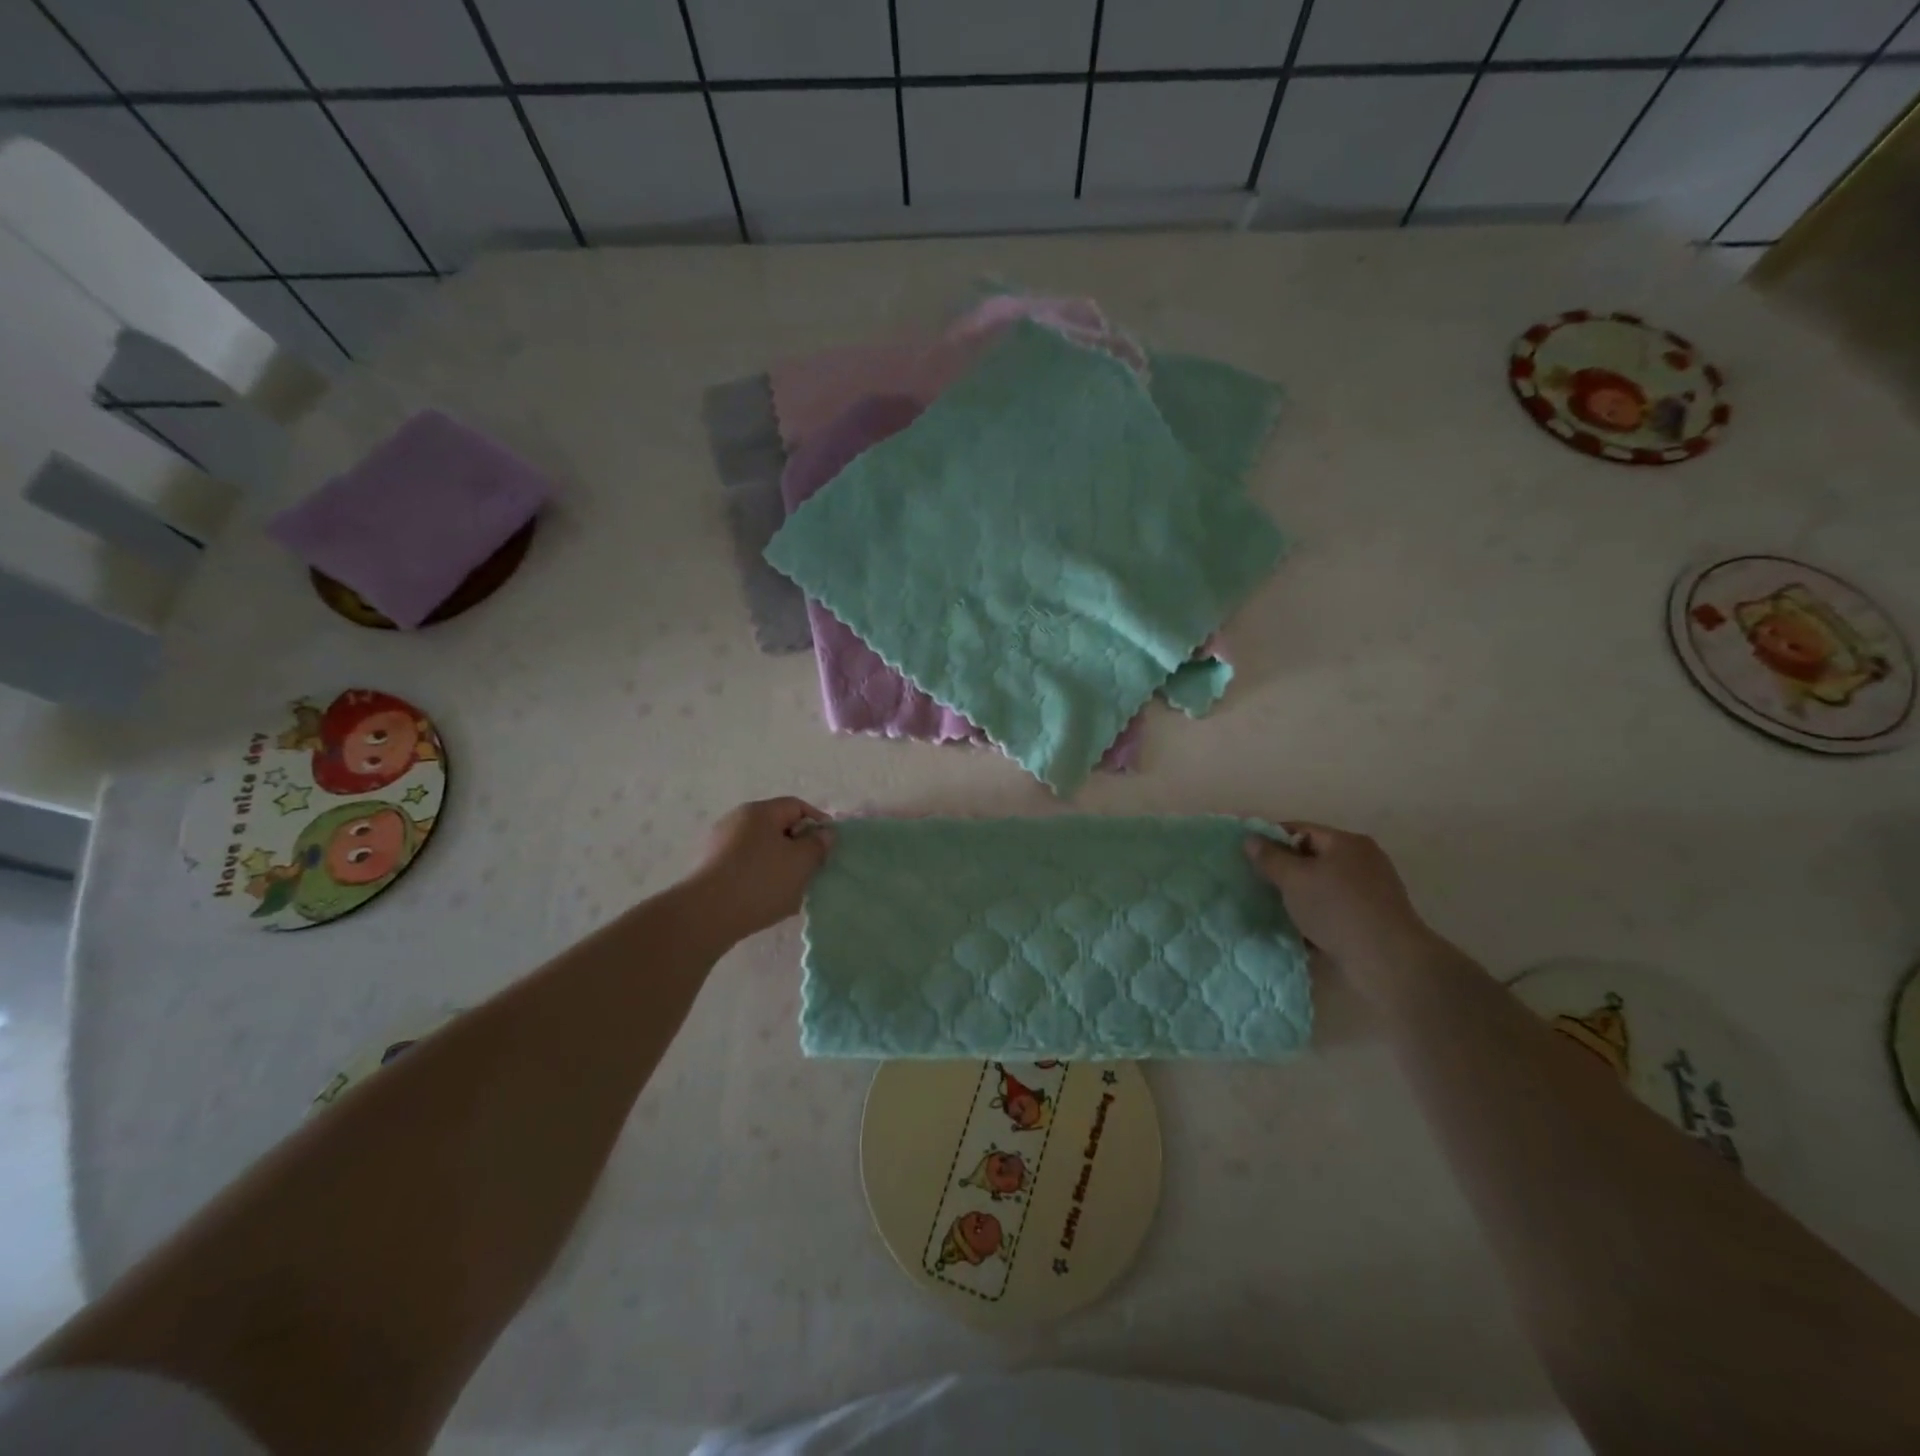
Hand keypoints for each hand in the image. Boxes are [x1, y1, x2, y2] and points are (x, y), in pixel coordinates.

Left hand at [683, 797, 833, 939]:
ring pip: (762, 850)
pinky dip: (760, 879)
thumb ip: (818, 845)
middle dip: (798, 848)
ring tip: (792, 892)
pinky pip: (745, 867)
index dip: (818, 822)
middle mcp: (736, 821)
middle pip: (778, 828)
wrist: (705, 916)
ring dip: (780, 866)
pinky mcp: (709, 869)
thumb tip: (823, 833)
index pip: (797, 806)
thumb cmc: (760, 881)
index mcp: (759, 812)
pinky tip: (767, 901)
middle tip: (812, 871)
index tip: (830, 847)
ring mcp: (719, 845)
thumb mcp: (801, 862)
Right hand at [1245, 822, 1444, 991]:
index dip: (1271, 840)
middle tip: (1259, 884)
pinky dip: (1317, 915)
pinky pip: (1335, 909)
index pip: (1300, 830)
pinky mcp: (1373, 919)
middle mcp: (1363, 861)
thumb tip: (1250, 838)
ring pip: (1323, 886)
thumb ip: (1270, 858)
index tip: (1248, 856)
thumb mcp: (1294, 879)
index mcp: (1346, 842)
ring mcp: (1372, 891)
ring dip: (1300, 896)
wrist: (1387, 961)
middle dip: (1285, 871)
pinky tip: (1299, 930)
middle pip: (1313, 858)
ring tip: (1274, 910)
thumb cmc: (1337, 909)